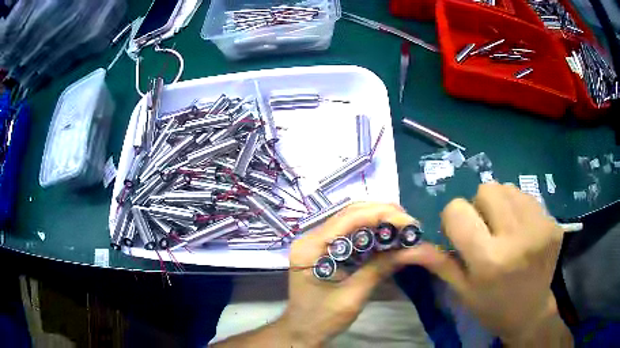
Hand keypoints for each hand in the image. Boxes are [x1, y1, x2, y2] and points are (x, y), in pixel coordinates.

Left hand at [281, 202, 416, 346]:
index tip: (409, 222)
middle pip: (349, 213)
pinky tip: (387, 235)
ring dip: (378, 219)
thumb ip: (378, 269)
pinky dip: (371, 231)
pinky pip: (350, 232)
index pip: (348, 218)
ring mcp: (316, 242)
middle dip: (382, 213)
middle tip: (409, 222)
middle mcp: (311, 237)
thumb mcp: (352, 296)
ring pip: (351, 219)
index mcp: (311, 247)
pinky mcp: (324, 249)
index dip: (381, 215)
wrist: (302, 331)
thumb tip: (409, 248)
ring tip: (402, 225)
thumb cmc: (322, 319)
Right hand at [397, 183, 570, 345]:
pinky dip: (517, 207)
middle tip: (485, 230)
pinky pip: (525, 196)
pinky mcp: (551, 221)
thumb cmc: (493, 307)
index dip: (452, 218)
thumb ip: (439, 263)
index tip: (460, 233)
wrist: (532, 312)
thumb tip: (408, 247)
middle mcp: (516, 237)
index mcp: (488, 260)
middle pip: (485, 189)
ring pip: (506, 187)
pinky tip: (521, 229)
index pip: (457, 210)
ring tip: (504, 228)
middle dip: (478, 206)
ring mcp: (538, 226)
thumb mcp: (463, 291)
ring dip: (499, 204)